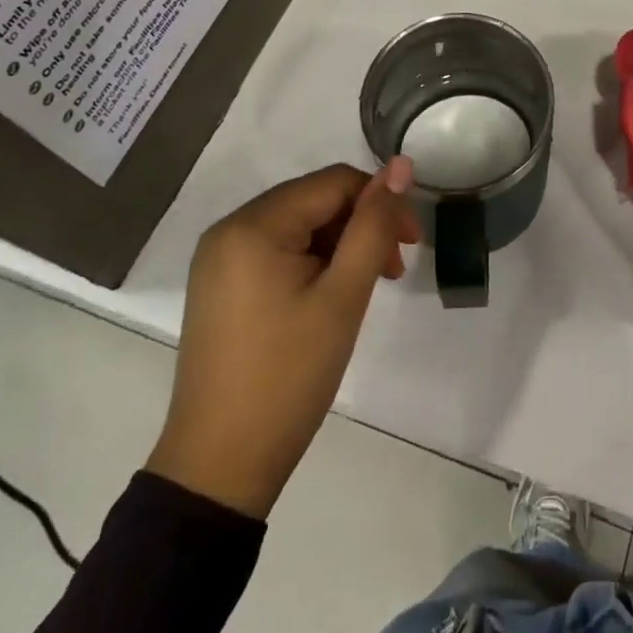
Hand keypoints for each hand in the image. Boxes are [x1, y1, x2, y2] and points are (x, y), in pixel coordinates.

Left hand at [146, 158, 418, 517]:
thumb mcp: (344, 295)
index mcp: (253, 225)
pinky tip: (332, 294)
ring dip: (341, 246)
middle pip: (315, 201)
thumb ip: (374, 224)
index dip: (380, 202)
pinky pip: (278, 251)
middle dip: (361, 226)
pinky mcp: (220, 286)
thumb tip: (401, 165)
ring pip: (299, 226)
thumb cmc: (288, 376)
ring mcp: (219, 259)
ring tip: (368, 287)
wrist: (220, 468)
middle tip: (393, 270)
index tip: (412, 243)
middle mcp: (229, 229)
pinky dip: (313, 262)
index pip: (334, 182)